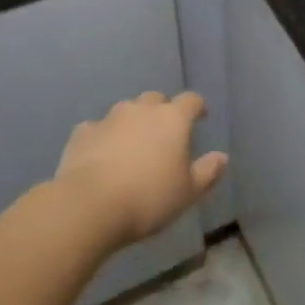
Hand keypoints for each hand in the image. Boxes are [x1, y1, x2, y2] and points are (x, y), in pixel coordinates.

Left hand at [53, 91, 227, 250]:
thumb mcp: (187, 192)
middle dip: (161, 111)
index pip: (190, 101)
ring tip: (132, 145)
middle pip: (155, 100)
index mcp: (172, 119)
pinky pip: (97, 129)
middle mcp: (141, 110)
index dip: (197, 107)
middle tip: (164, 134)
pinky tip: (101, 155)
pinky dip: (103, 137)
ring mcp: (109, 118)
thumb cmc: (148, 198)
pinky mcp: (82, 133)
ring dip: (131, 123)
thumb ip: (207, 172)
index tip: (200, 116)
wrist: (90, 205)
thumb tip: (222, 157)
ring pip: (125, 111)